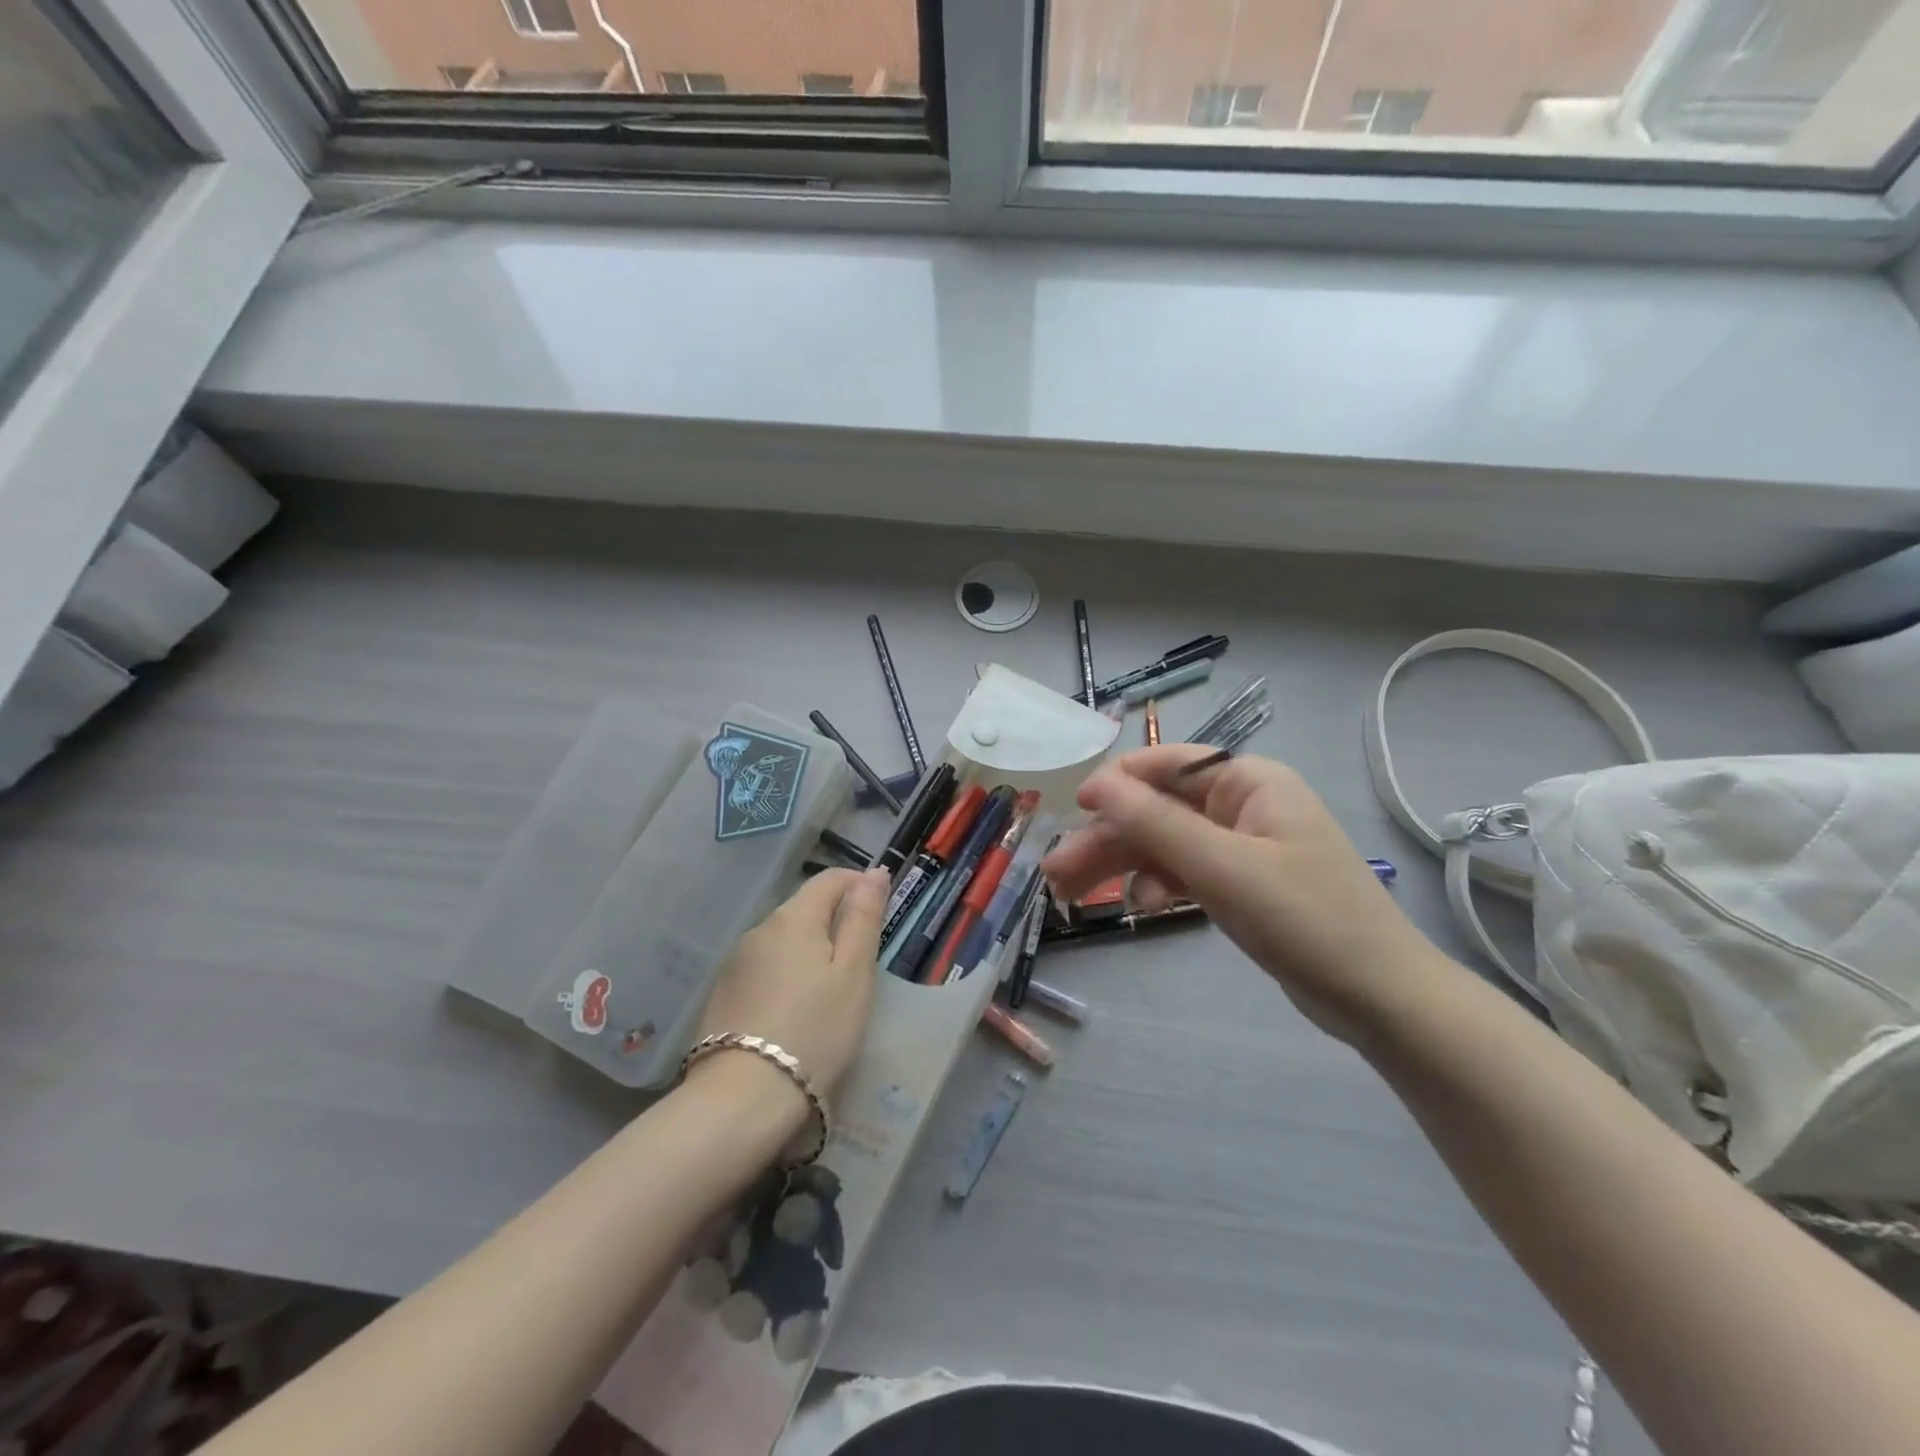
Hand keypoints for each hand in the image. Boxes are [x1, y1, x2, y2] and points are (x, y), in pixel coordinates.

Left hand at [694, 867, 887, 1102]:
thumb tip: (874, 872)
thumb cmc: (815, 1030)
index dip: (859, 884)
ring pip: (783, 939)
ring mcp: (737, 962)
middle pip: (804, 908)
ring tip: (831, 989)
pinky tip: (796, 1009)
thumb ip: (864, 918)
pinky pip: (765, 967)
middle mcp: (760, 929)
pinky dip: (786, 974)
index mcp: (794, 918)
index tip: (880, 911)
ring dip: (810, 949)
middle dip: (835, 920)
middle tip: (862, 961)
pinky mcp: (724, 994)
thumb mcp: (854, 974)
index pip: (830, 879)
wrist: (743, 1099)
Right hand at [1042, 747, 1446, 1044]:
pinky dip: (1155, 884)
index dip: (1117, 782)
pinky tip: (1137, 905)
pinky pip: (1183, 871)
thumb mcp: (1224, 867)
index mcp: (1249, 782)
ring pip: (1164, 844)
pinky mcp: (1239, 883)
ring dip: (1120, 863)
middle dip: (1108, 838)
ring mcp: (1241, 846)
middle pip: (1158, 810)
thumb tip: (1098, 784)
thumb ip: (1156, 823)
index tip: (1074, 807)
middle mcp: (1242, 805)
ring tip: (1070, 893)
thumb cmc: (1306, 919)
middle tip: (1056, 871)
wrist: (1380, 998)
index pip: (1168, 764)